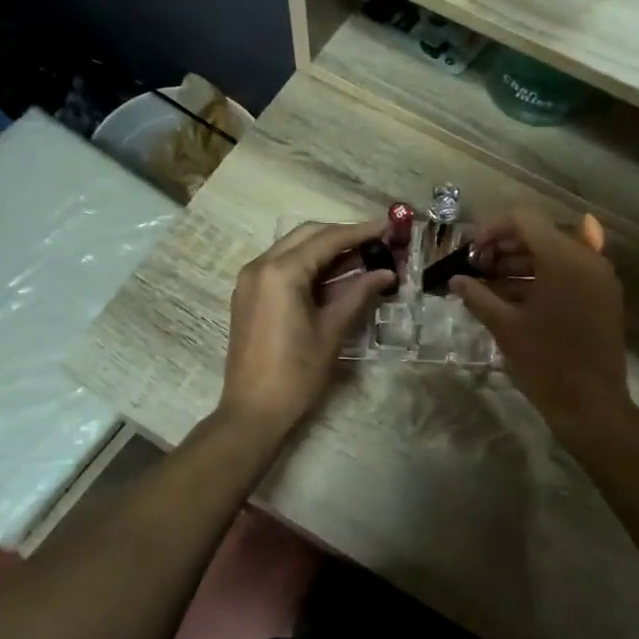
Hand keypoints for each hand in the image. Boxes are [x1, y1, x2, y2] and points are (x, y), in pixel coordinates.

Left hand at [219, 220, 395, 435]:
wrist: (253, 411)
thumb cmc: (296, 373)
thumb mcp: (332, 331)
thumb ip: (358, 294)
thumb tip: (387, 272)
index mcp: (281, 272)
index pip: (327, 239)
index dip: (361, 232)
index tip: (389, 227)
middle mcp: (260, 265)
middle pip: (308, 235)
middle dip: (343, 235)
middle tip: (377, 242)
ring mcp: (250, 279)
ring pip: (293, 248)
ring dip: (326, 249)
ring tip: (363, 256)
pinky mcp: (249, 294)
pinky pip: (282, 266)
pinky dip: (309, 264)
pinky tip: (335, 275)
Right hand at [449, 208, 633, 439]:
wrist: (592, 405)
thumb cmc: (544, 362)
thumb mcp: (504, 326)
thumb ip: (477, 296)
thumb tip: (456, 280)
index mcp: (563, 258)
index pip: (523, 220)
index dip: (492, 229)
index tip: (470, 251)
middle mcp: (587, 259)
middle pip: (540, 234)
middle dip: (504, 247)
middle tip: (476, 268)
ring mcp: (600, 278)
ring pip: (555, 254)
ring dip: (522, 263)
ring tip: (490, 285)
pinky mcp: (604, 298)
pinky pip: (570, 274)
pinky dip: (543, 278)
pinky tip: (517, 297)